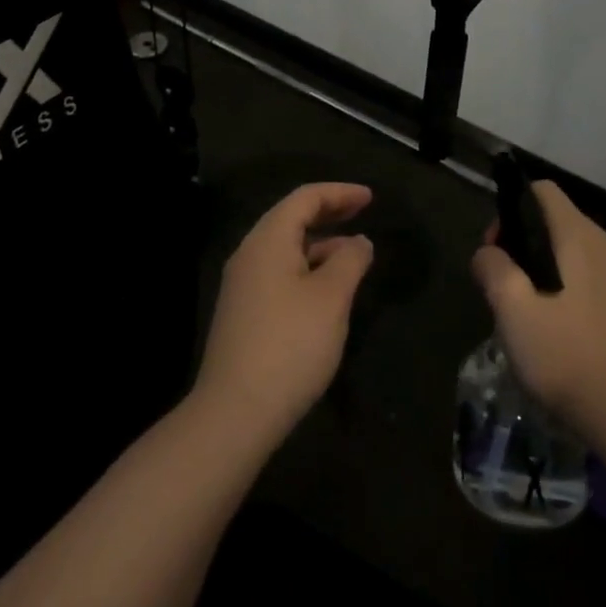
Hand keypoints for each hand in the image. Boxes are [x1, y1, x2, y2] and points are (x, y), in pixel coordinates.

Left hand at [194, 182, 375, 444]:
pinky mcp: (244, 313)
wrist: (235, 413)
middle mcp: (250, 254)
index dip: (340, 193)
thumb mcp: (331, 298)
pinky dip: (307, 268)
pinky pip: (280, 272)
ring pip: (286, 248)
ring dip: (320, 244)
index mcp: (268, 240)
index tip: (371, 198)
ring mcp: (243, 285)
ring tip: (354, 255)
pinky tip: (328, 290)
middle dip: (329, 213)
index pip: (305, 198)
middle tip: (363, 213)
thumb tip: (359, 242)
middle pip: (292, 218)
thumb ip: (350, 261)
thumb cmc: (290, 345)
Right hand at [471, 180, 605, 432]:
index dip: (511, 208)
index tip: (496, 247)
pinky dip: (555, 279)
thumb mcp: (512, 307)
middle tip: (500, 282)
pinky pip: (577, 268)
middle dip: (519, 239)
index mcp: (578, 235)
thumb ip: (493, 267)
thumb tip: (487, 253)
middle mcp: (600, 242)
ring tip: (519, 304)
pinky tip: (544, 318)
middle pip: (550, 217)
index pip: (541, 190)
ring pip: (562, 244)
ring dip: (535, 263)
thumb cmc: (562, 352)